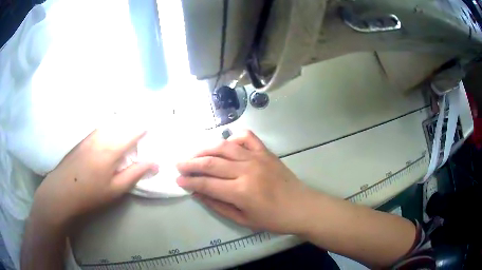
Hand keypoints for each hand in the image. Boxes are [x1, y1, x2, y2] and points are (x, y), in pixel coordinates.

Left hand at [31, 127, 157, 226]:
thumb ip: (135, 174)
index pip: (132, 133)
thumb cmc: (91, 193)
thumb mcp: (115, 189)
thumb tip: (155, 163)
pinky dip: (109, 125)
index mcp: (111, 149)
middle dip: (133, 122)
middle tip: (142, 123)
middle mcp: (101, 137)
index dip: (143, 129)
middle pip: (121, 123)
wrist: (62, 190)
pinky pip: (100, 126)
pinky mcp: (83, 137)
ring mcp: (90, 135)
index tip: (152, 127)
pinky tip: (110, 129)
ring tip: (128, 123)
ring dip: (121, 121)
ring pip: (110, 122)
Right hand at [176, 130, 314, 233]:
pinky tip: (225, 144)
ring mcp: (257, 158)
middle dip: (191, 163)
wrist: (302, 207)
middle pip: (211, 162)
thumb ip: (218, 205)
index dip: (189, 181)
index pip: (207, 183)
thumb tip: (197, 193)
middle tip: (179, 164)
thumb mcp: (243, 219)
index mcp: (241, 191)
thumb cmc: (273, 219)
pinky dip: (233, 137)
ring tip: (194, 153)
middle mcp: (247, 170)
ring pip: (225, 146)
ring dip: (205, 149)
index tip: (178, 179)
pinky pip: (247, 137)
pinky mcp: (266, 152)